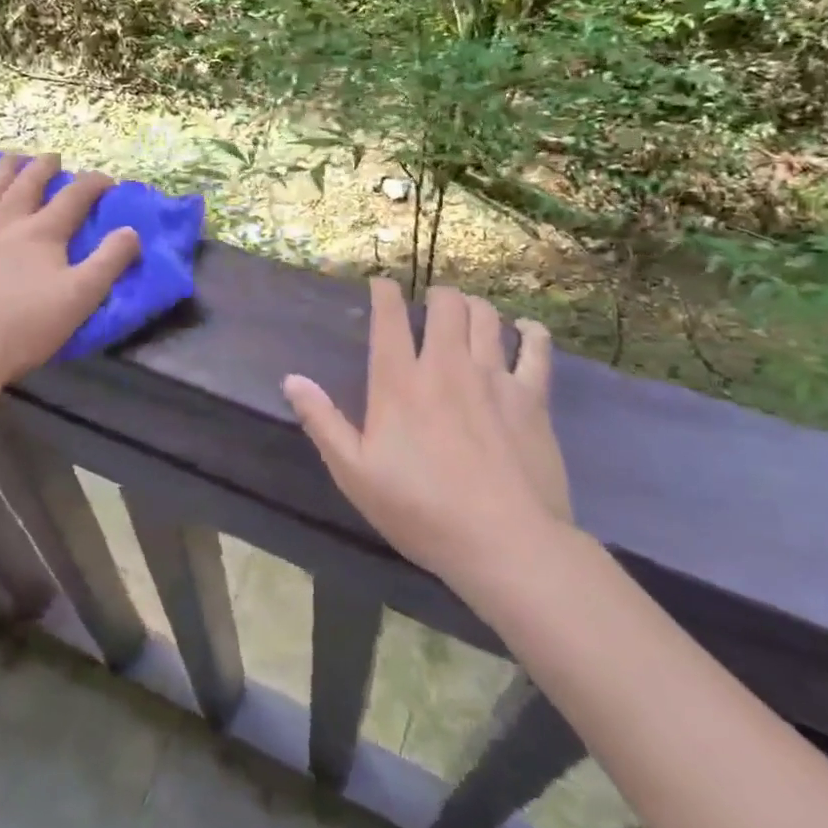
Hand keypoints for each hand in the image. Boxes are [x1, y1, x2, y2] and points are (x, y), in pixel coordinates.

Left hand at [0, 153, 141, 387]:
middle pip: (27, 186)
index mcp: (41, 232)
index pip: (73, 197)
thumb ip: (110, 260)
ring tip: (10, 158)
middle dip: (43, 168)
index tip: (107, 180)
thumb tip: (131, 230)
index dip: (93, 185)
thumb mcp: (82, 296)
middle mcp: (5, 224)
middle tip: (53, 157)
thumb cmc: (28, 325)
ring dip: (0, 174)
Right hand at [282, 279, 570, 616]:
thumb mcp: (355, 473)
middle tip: (430, 307)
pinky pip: (536, 347)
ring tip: (467, 315)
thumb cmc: (421, 511)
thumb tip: (291, 379)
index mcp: (400, 382)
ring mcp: (493, 376)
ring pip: (485, 315)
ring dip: (473, 307)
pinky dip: (529, 332)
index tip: (381, 285)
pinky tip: (523, 331)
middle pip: (445, 304)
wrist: (505, 543)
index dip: (384, 292)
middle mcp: (446, 365)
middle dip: (435, 295)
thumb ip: (322, 422)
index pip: (389, 316)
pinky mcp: (532, 396)